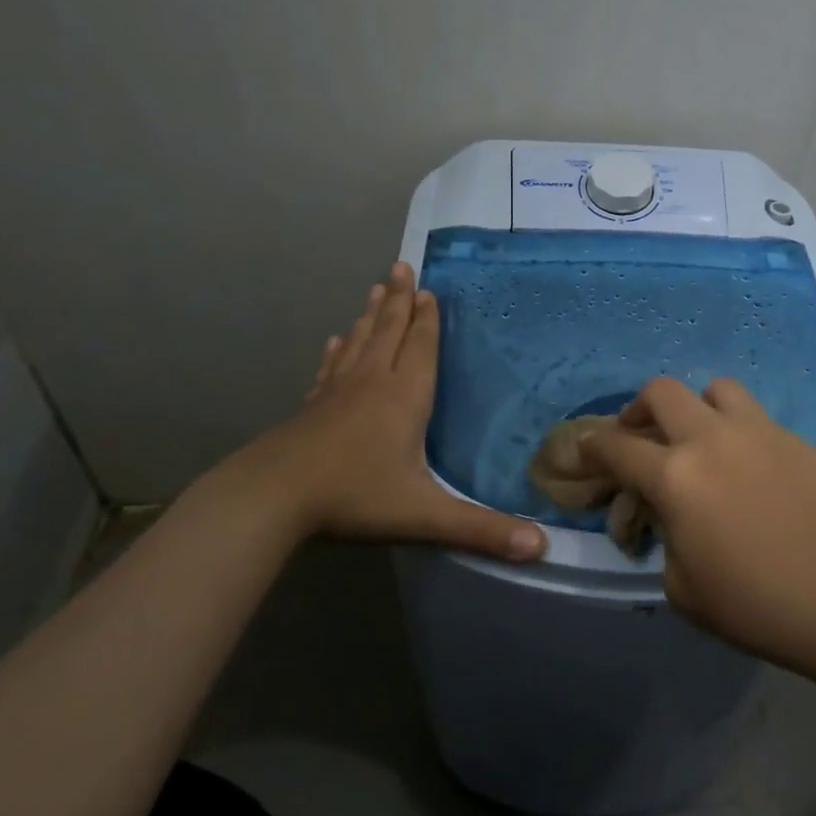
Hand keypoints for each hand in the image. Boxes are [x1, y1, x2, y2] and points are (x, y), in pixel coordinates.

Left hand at [205, 263, 546, 561]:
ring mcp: (337, 392)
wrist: (272, 497)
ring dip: (370, 314)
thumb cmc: (354, 496)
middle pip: (388, 330)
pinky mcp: (311, 407)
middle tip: (401, 266)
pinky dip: (337, 351)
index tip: (428, 289)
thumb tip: (543, 549)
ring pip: (359, 342)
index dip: (426, 318)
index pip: (420, 346)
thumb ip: (482, 530)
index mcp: (404, 396)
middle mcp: (372, 382)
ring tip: (376, 288)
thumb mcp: (424, 515)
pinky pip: (330, 368)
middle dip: (398, 299)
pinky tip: (335, 342)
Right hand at [583, 378, 815, 664]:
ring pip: (715, 389)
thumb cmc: (750, 603)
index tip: (586, 448)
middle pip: (661, 392)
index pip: (616, 446)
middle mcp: (710, 439)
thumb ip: (661, 533)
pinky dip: (739, 433)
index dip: (593, 445)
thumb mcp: (679, 583)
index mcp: (675, 477)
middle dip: (639, 409)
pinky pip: (755, 418)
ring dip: (697, 408)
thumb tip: (662, 508)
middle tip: (641, 435)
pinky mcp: (792, 438)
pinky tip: (749, 467)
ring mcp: (756, 431)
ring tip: (702, 438)